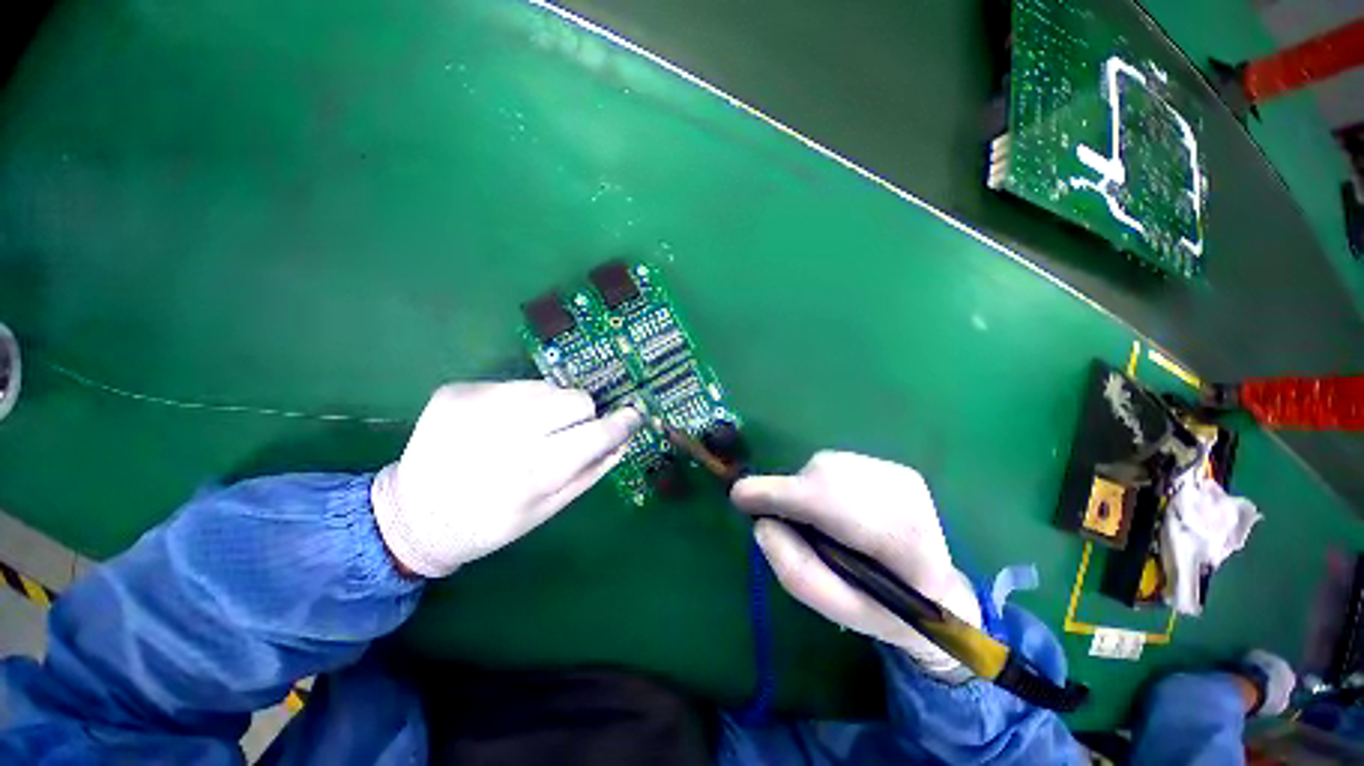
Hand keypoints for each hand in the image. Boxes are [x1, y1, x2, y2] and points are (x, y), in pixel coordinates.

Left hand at [371, 381, 640, 577]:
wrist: (411, 515)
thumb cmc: (489, 522)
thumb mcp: (547, 511)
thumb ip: (590, 472)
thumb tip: (623, 440)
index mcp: (530, 474)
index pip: (596, 434)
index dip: (621, 423)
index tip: (633, 416)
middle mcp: (505, 433)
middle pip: (575, 399)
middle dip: (582, 415)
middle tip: (565, 434)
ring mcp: (476, 406)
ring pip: (548, 387)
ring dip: (550, 407)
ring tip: (528, 430)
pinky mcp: (456, 391)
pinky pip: (515, 384)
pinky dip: (520, 401)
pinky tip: (500, 424)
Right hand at [730, 451, 981, 675]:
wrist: (938, 592)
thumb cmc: (884, 608)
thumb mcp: (837, 609)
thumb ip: (795, 571)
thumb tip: (762, 524)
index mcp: (903, 544)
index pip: (831, 506)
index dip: (779, 496)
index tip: (740, 496)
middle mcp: (905, 497)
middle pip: (822, 477)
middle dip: (791, 494)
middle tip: (784, 520)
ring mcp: (901, 475)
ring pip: (824, 466)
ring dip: (806, 489)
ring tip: (820, 521)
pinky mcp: (894, 466)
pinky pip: (835, 463)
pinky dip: (820, 482)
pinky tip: (837, 508)